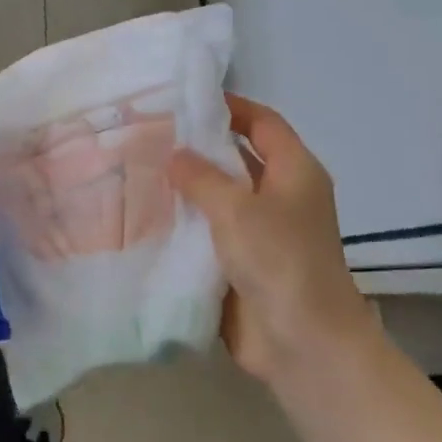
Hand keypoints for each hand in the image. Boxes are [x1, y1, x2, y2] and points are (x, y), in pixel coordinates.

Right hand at [167, 94, 378, 386]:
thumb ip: (201, 177)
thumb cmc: (279, 261)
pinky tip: (147, 216)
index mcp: (294, 172)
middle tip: (150, 134)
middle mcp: (280, 197)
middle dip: (198, 147)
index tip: (187, 99)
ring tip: (139, 170)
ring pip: (220, 198)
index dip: (231, 106)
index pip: (263, 123)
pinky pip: (210, 233)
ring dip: (186, 188)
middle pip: (238, 158)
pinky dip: (185, 224)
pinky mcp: (242, 263)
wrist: (303, 342)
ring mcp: (262, 232)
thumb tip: (174, 154)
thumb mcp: (237, 209)